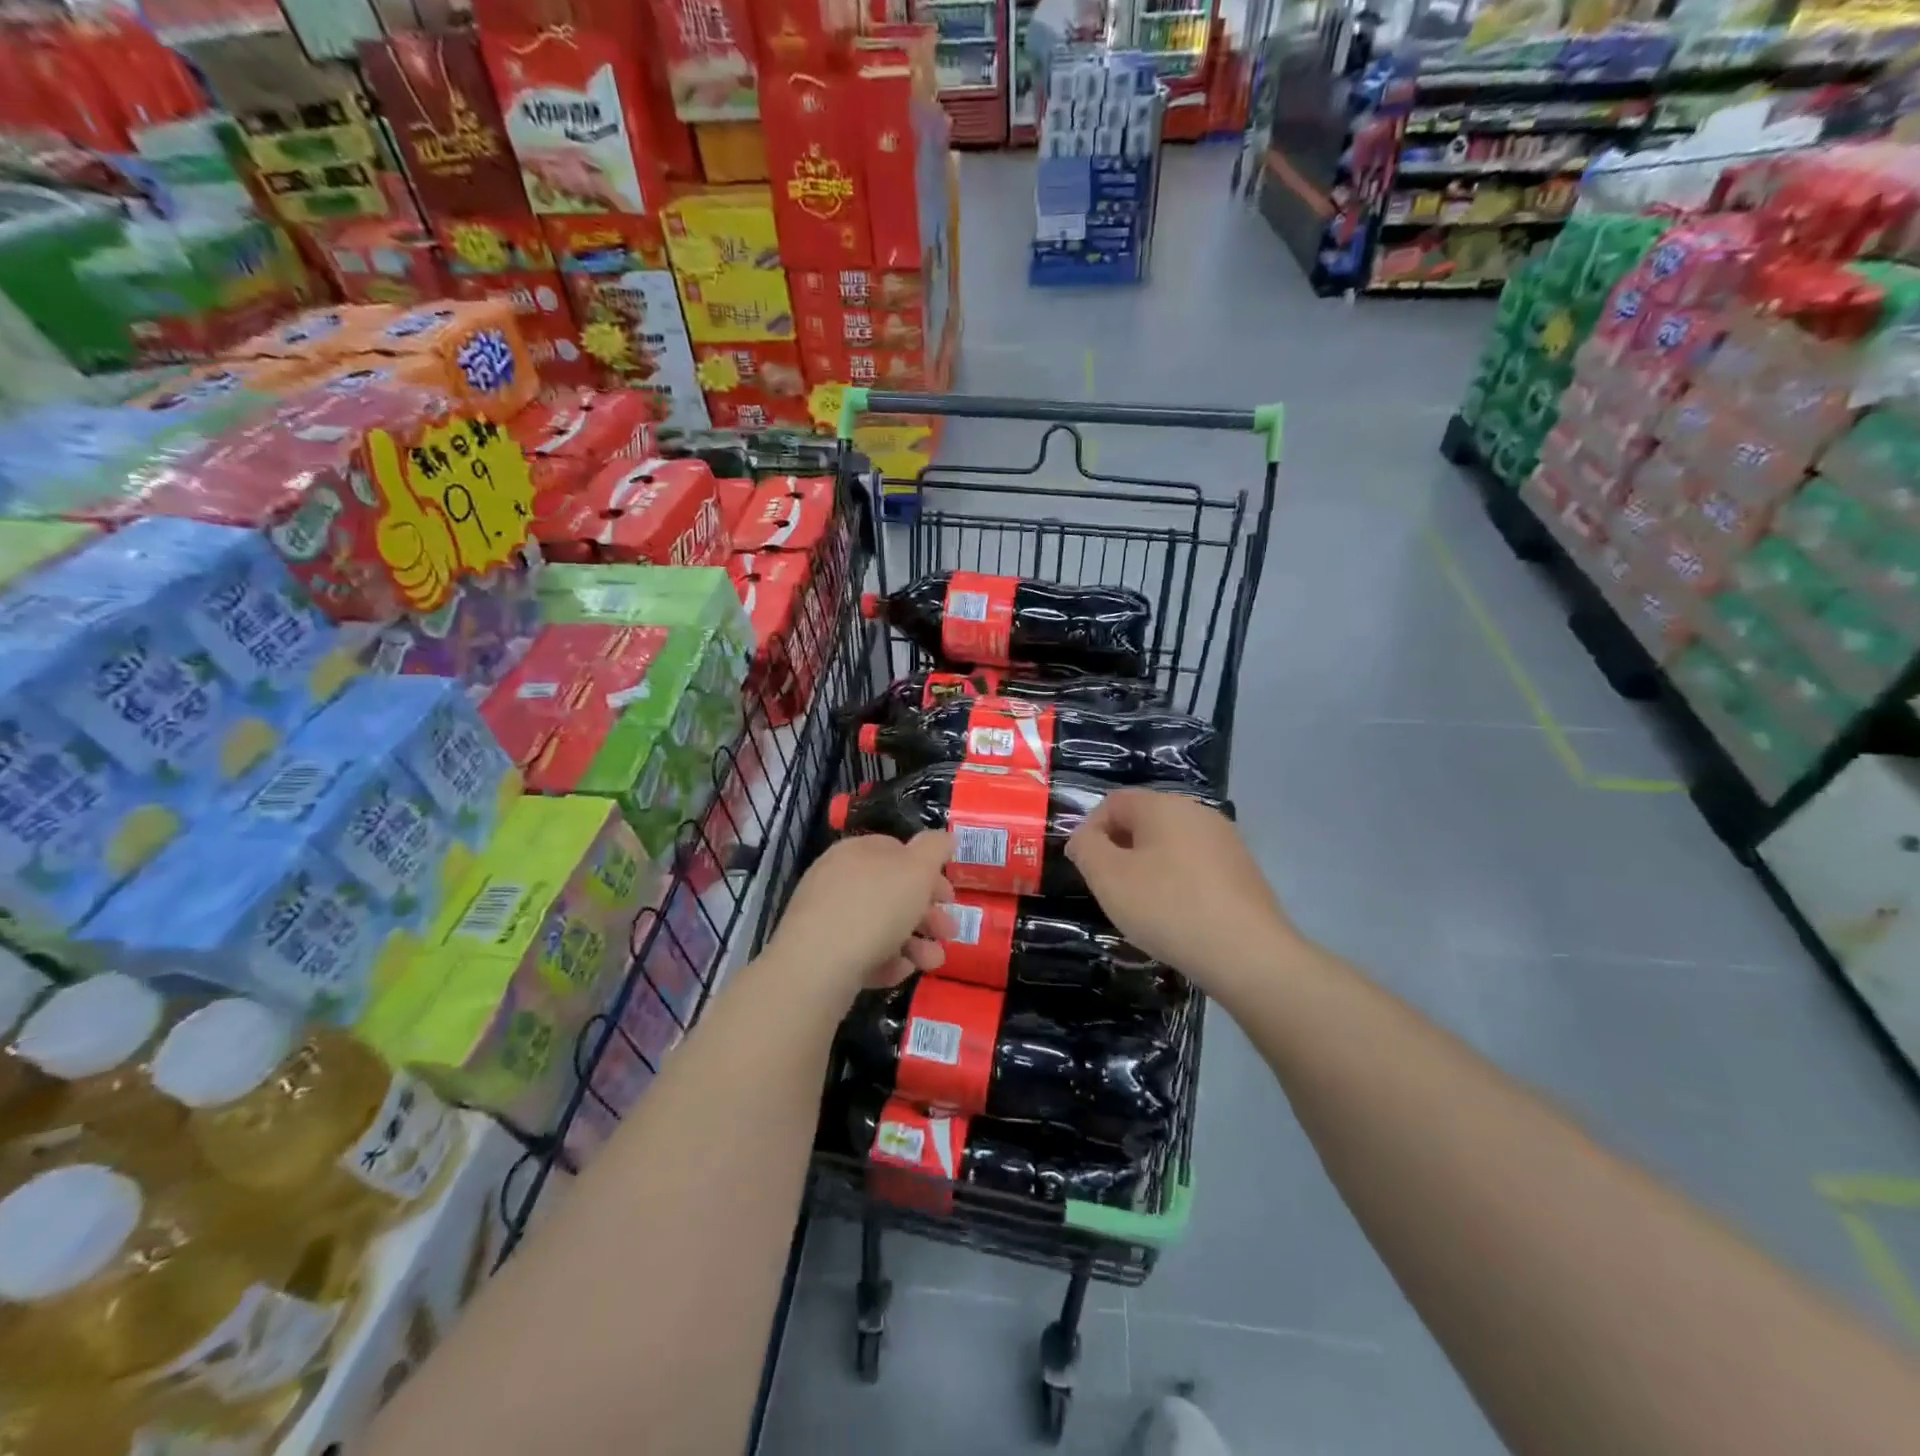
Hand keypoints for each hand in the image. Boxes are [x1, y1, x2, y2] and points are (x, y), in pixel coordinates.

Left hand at [769, 831, 953, 997]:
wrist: (817, 965)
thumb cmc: (874, 907)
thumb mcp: (917, 868)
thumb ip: (935, 848)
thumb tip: (943, 836)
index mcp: (857, 851)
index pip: (897, 851)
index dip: (929, 872)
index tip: (949, 897)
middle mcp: (838, 878)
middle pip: (892, 892)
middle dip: (927, 914)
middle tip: (949, 933)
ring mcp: (826, 917)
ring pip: (880, 925)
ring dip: (914, 943)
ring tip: (931, 962)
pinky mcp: (820, 953)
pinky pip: (861, 952)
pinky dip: (885, 961)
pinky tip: (899, 972)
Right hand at [1065, 788, 1295, 993]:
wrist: (1248, 954)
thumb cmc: (1167, 908)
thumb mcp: (1109, 878)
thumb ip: (1086, 848)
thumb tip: (1084, 838)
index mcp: (1163, 805)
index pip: (1113, 802)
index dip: (1090, 830)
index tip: (1085, 868)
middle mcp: (1197, 812)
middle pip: (1143, 821)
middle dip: (1119, 850)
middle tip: (1111, 889)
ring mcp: (1225, 841)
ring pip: (1170, 845)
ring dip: (1148, 868)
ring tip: (1143, 907)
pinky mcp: (1242, 870)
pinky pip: (1195, 866)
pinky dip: (1177, 884)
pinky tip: (1177, 917)